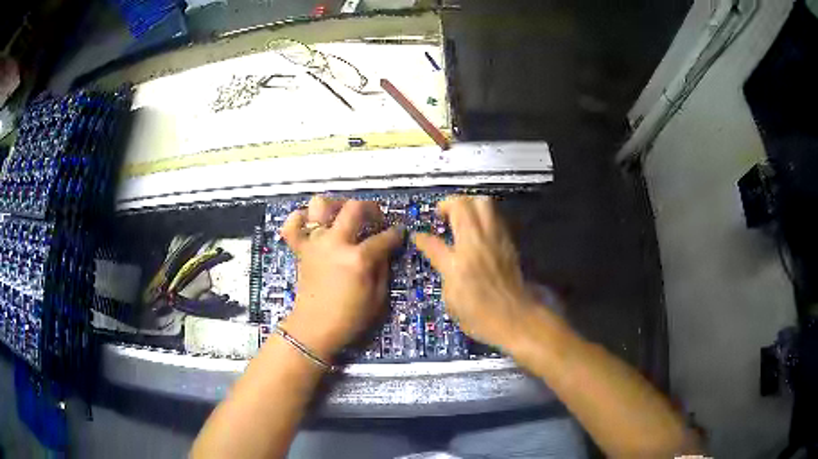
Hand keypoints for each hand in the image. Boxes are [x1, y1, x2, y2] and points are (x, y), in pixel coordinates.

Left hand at [279, 196, 402, 360]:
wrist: (314, 328)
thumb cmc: (349, 318)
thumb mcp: (378, 298)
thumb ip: (383, 268)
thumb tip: (384, 249)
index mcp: (358, 259)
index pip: (384, 236)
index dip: (396, 233)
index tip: (399, 232)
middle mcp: (335, 243)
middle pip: (355, 208)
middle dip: (372, 208)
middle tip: (376, 218)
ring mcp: (314, 243)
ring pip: (321, 205)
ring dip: (336, 205)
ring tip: (344, 215)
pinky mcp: (300, 249)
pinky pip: (293, 224)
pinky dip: (300, 218)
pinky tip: (312, 223)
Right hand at [413, 196, 535, 348]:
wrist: (516, 317)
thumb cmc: (480, 316)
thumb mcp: (451, 300)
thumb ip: (443, 271)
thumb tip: (437, 254)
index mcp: (457, 263)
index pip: (433, 243)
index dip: (422, 238)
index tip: (418, 236)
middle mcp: (476, 244)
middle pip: (463, 205)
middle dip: (449, 204)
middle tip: (443, 215)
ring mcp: (495, 239)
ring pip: (483, 203)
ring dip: (469, 204)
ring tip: (462, 216)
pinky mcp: (509, 241)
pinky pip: (495, 216)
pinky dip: (484, 215)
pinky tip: (479, 228)